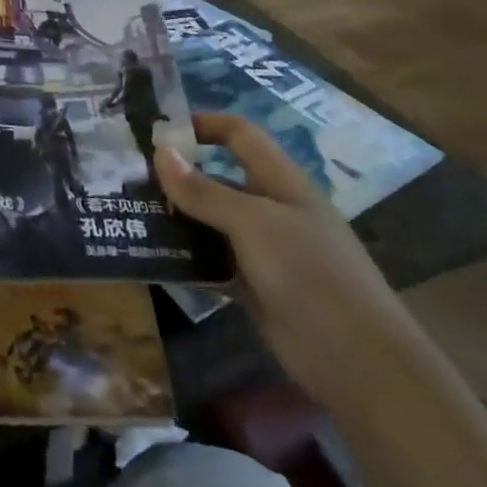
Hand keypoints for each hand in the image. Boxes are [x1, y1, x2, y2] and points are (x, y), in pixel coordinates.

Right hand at [155, 114, 419, 410]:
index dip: (203, 124)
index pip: (239, 134)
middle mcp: (271, 209)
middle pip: (218, 177)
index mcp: (281, 181)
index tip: (158, 131)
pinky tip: (152, 255)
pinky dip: (185, 255)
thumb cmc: (309, 274)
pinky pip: (211, 260)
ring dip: (176, 216)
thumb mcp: (253, 223)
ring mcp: (263, 249)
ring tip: (130, 212)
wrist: (358, 362)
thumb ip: (204, 190)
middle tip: (128, 176)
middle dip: (178, 174)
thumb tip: (159, 150)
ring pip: (211, 221)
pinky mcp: (254, 286)